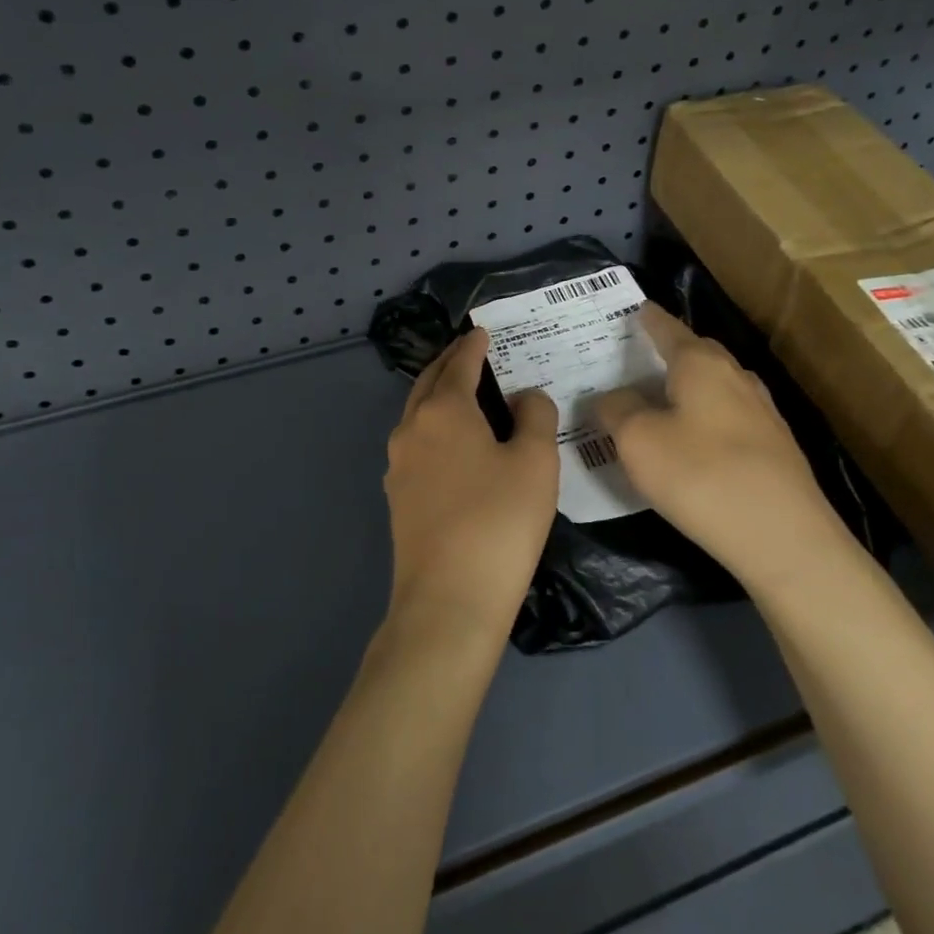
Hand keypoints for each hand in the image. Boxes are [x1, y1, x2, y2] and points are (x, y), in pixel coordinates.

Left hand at [382, 328, 559, 643]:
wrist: (448, 600)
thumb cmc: (499, 521)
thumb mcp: (535, 462)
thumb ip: (535, 416)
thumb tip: (524, 397)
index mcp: (443, 411)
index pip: (459, 364)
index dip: (473, 345)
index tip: (481, 332)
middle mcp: (412, 429)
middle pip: (429, 383)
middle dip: (449, 363)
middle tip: (469, 352)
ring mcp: (398, 465)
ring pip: (418, 414)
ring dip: (439, 396)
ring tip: (464, 394)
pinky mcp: (398, 497)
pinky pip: (417, 444)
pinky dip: (434, 428)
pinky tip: (453, 445)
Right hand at [594, 304, 845, 594]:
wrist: (784, 537)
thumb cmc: (701, 476)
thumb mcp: (638, 442)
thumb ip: (617, 411)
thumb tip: (610, 397)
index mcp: (701, 364)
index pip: (668, 328)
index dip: (648, 319)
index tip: (635, 310)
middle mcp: (736, 376)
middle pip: (697, 353)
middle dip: (670, 351)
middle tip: (638, 360)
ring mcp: (762, 411)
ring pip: (717, 385)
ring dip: (690, 387)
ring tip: (662, 400)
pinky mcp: (775, 446)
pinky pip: (730, 416)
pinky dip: (707, 417)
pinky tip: (696, 441)